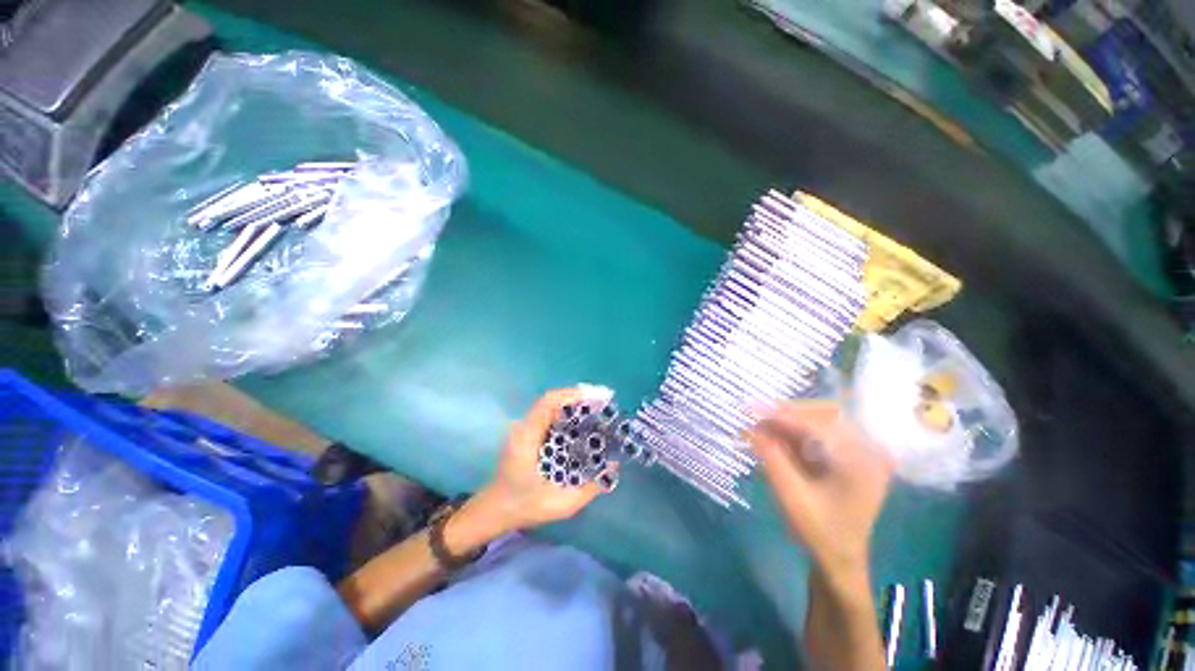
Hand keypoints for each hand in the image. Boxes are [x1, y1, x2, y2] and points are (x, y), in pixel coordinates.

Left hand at [470, 388, 615, 534]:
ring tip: (598, 410)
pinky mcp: (528, 433)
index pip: (548, 402)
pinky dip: (568, 413)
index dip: (573, 394)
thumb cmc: (524, 507)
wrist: (494, 511)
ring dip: (575, 404)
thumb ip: (588, 489)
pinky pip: (550, 416)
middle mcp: (525, 427)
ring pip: (552, 406)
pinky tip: (583, 423)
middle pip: (552, 401)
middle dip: (579, 398)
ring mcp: (525, 428)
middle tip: (604, 405)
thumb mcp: (560, 505)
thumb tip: (613, 466)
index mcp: (527, 438)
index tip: (597, 398)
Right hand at [747, 401, 891, 579]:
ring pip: (821, 420)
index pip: (816, 426)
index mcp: (860, 462)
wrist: (840, 559)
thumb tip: (751, 427)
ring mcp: (861, 452)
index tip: (750, 408)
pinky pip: (821, 432)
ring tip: (761, 426)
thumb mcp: (791, 496)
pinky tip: (775, 435)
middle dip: (786, 413)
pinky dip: (795, 431)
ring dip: (789, 420)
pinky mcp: (850, 456)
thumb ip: (772, 458)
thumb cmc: (819, 532)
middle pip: (823, 414)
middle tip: (755, 416)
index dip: (780, 415)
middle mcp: (867, 450)